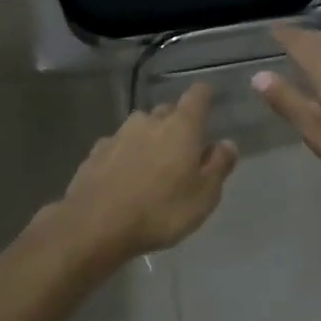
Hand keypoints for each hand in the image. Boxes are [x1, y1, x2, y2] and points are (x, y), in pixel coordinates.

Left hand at [44, 84, 237, 260]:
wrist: (95, 226)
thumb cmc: (160, 211)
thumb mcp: (203, 196)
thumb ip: (218, 166)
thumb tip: (226, 143)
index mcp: (181, 127)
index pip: (197, 95)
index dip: (205, 96)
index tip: (209, 103)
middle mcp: (148, 121)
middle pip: (167, 112)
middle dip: (177, 125)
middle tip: (184, 150)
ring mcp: (118, 135)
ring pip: (140, 128)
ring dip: (150, 140)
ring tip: (153, 167)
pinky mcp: (95, 152)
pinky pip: (118, 146)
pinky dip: (126, 155)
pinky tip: (125, 177)